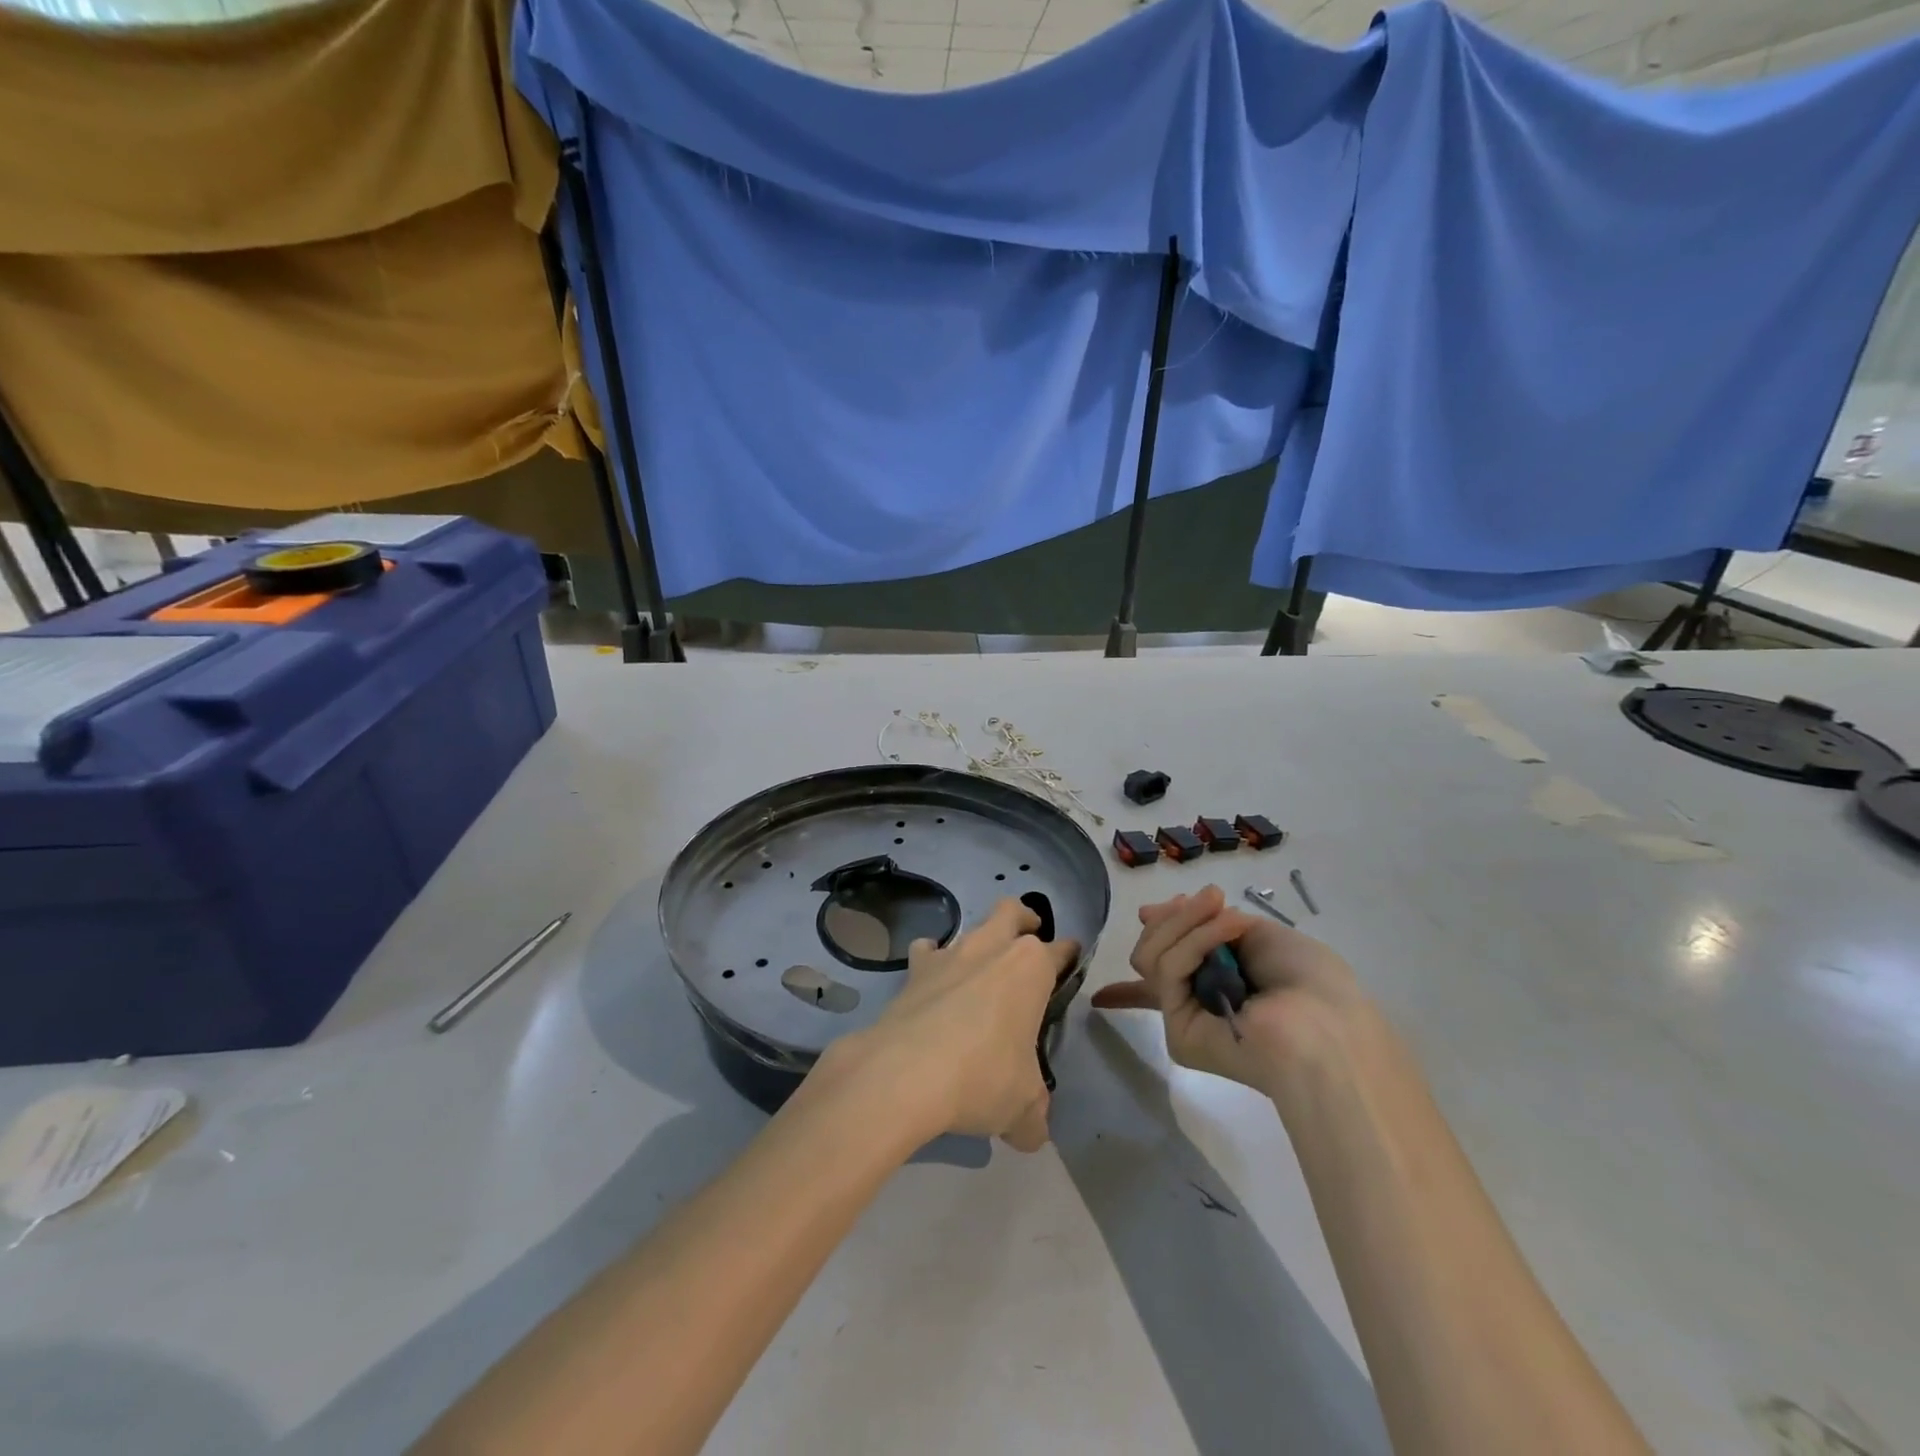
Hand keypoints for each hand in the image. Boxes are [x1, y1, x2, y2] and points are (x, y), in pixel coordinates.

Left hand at [834, 899, 1078, 1151]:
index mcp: (1031, 968)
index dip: (1068, 957)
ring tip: (978, 968)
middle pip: (1012, 911)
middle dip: (1024, 919)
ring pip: (970, 927)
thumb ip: (1033, 1115)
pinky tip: (932, 983)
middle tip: (1028, 937)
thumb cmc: (981, 1078)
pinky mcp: (914, 970)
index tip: (1070, 963)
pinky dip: (932, 960)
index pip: (1060, 951)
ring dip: (978, 942)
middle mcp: (992, 948)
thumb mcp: (1022, 1107)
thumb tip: (1032, 1131)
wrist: (904, 1073)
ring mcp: (950, 954)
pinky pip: (926, 951)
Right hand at [1091, 885, 1365, 1098]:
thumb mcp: (1257, 932)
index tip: (1132, 938)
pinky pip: (1168, 970)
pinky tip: (1229, 930)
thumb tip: (1146, 912)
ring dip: (1188, 922)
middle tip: (1210, 899)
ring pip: (1151, 954)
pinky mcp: (1178, 1031)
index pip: (1163, 972)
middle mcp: (1195, 1000)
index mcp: (1216, 982)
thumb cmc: (1310, 980)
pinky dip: (1197, 940)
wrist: (1331, 1025)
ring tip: (1226, 913)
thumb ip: (1203, 922)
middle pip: (1151, 949)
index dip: (1138, 965)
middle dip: (1175, 918)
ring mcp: (1184, 1016)